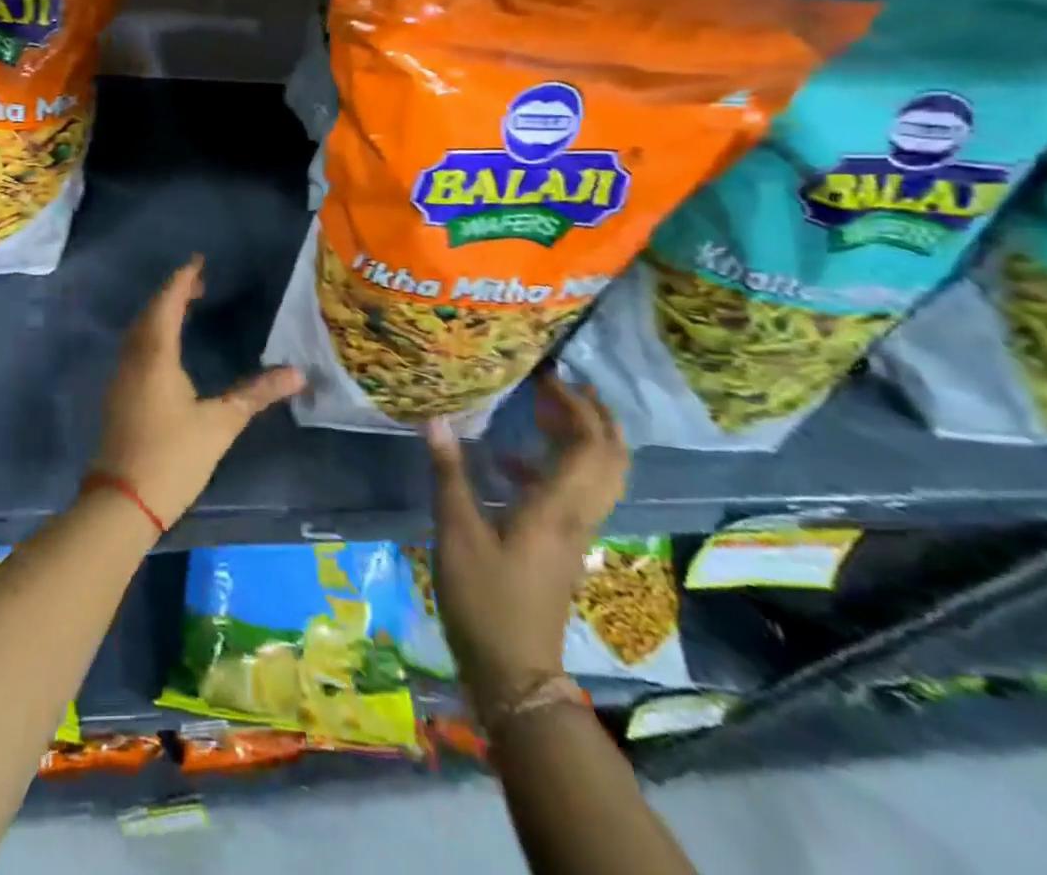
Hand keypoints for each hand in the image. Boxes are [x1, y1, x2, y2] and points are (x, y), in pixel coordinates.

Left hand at [90, 255, 304, 529]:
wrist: (122, 502)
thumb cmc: (173, 457)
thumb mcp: (220, 424)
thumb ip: (256, 394)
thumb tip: (297, 373)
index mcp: (155, 355)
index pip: (167, 303)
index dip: (182, 280)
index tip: (198, 262)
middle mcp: (133, 358)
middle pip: (149, 313)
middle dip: (172, 293)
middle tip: (198, 283)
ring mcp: (121, 377)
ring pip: (138, 331)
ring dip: (159, 313)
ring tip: (185, 307)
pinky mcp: (117, 395)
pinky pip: (134, 348)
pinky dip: (151, 334)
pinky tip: (166, 347)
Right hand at [426, 371, 627, 717]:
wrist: (514, 671)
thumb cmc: (484, 598)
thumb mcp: (457, 531)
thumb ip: (449, 473)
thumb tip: (436, 419)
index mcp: (557, 506)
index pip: (588, 444)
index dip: (576, 405)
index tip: (548, 375)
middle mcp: (577, 515)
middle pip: (610, 458)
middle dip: (595, 416)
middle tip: (563, 385)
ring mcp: (574, 534)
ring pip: (598, 476)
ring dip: (582, 438)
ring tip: (544, 409)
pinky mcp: (561, 547)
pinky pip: (574, 494)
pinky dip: (555, 467)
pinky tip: (508, 463)